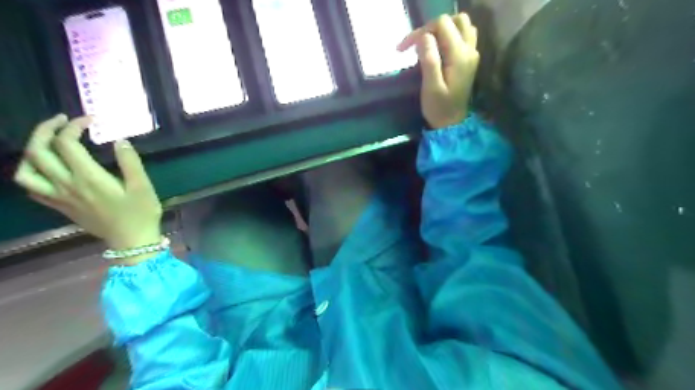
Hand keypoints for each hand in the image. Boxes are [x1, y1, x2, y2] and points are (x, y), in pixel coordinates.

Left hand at [12, 113, 162, 251]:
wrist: (132, 241)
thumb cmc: (140, 213)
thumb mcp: (143, 187)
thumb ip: (131, 163)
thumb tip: (120, 140)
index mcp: (88, 178)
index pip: (67, 144)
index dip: (74, 126)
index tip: (90, 120)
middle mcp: (67, 185)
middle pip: (38, 151)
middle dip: (46, 130)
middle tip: (62, 120)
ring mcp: (59, 197)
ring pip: (26, 170)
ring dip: (32, 151)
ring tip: (48, 143)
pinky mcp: (60, 206)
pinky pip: (32, 188)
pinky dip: (32, 172)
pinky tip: (47, 168)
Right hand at [400, 12, 480, 127]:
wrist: (452, 124)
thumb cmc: (439, 108)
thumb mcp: (431, 87)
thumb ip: (429, 59)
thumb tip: (424, 37)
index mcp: (459, 55)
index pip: (442, 25)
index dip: (421, 31)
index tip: (404, 48)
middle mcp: (470, 50)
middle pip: (455, 20)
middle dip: (433, 28)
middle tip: (417, 44)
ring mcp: (472, 54)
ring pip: (462, 26)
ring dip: (444, 30)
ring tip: (427, 44)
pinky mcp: (469, 59)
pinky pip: (464, 36)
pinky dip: (450, 36)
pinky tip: (439, 49)